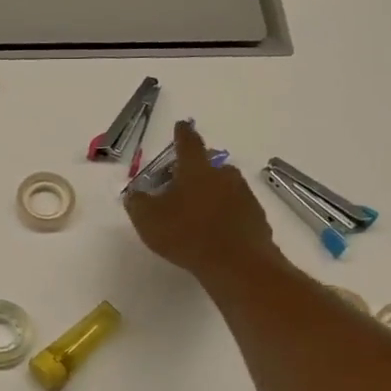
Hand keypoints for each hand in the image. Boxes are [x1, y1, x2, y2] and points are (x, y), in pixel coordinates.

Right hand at [124, 120, 278, 282]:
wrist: (237, 264)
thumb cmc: (187, 234)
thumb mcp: (148, 220)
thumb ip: (137, 203)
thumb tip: (134, 193)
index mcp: (196, 169)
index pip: (188, 142)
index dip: (182, 134)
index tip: (181, 125)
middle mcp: (223, 175)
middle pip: (208, 165)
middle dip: (195, 169)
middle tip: (179, 184)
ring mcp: (244, 195)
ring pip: (224, 186)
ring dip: (211, 193)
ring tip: (196, 213)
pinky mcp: (256, 217)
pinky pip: (236, 209)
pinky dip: (224, 214)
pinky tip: (215, 232)